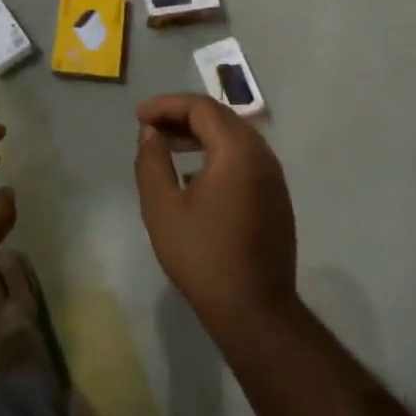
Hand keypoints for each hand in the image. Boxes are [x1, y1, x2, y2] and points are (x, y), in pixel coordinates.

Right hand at [133, 94, 296, 338]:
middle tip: (150, 128)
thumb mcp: (162, 206)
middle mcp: (262, 155)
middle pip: (221, 117)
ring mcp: (273, 177)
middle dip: (183, 116)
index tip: (139, 117)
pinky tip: (194, 175)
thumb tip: (152, 133)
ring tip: (168, 146)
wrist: (254, 309)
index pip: (201, 107)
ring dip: (200, 134)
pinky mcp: (276, 197)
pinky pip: (245, 159)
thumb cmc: (202, 255)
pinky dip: (217, 153)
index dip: (167, 105)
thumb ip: (152, 161)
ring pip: (235, 138)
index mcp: (237, 150)